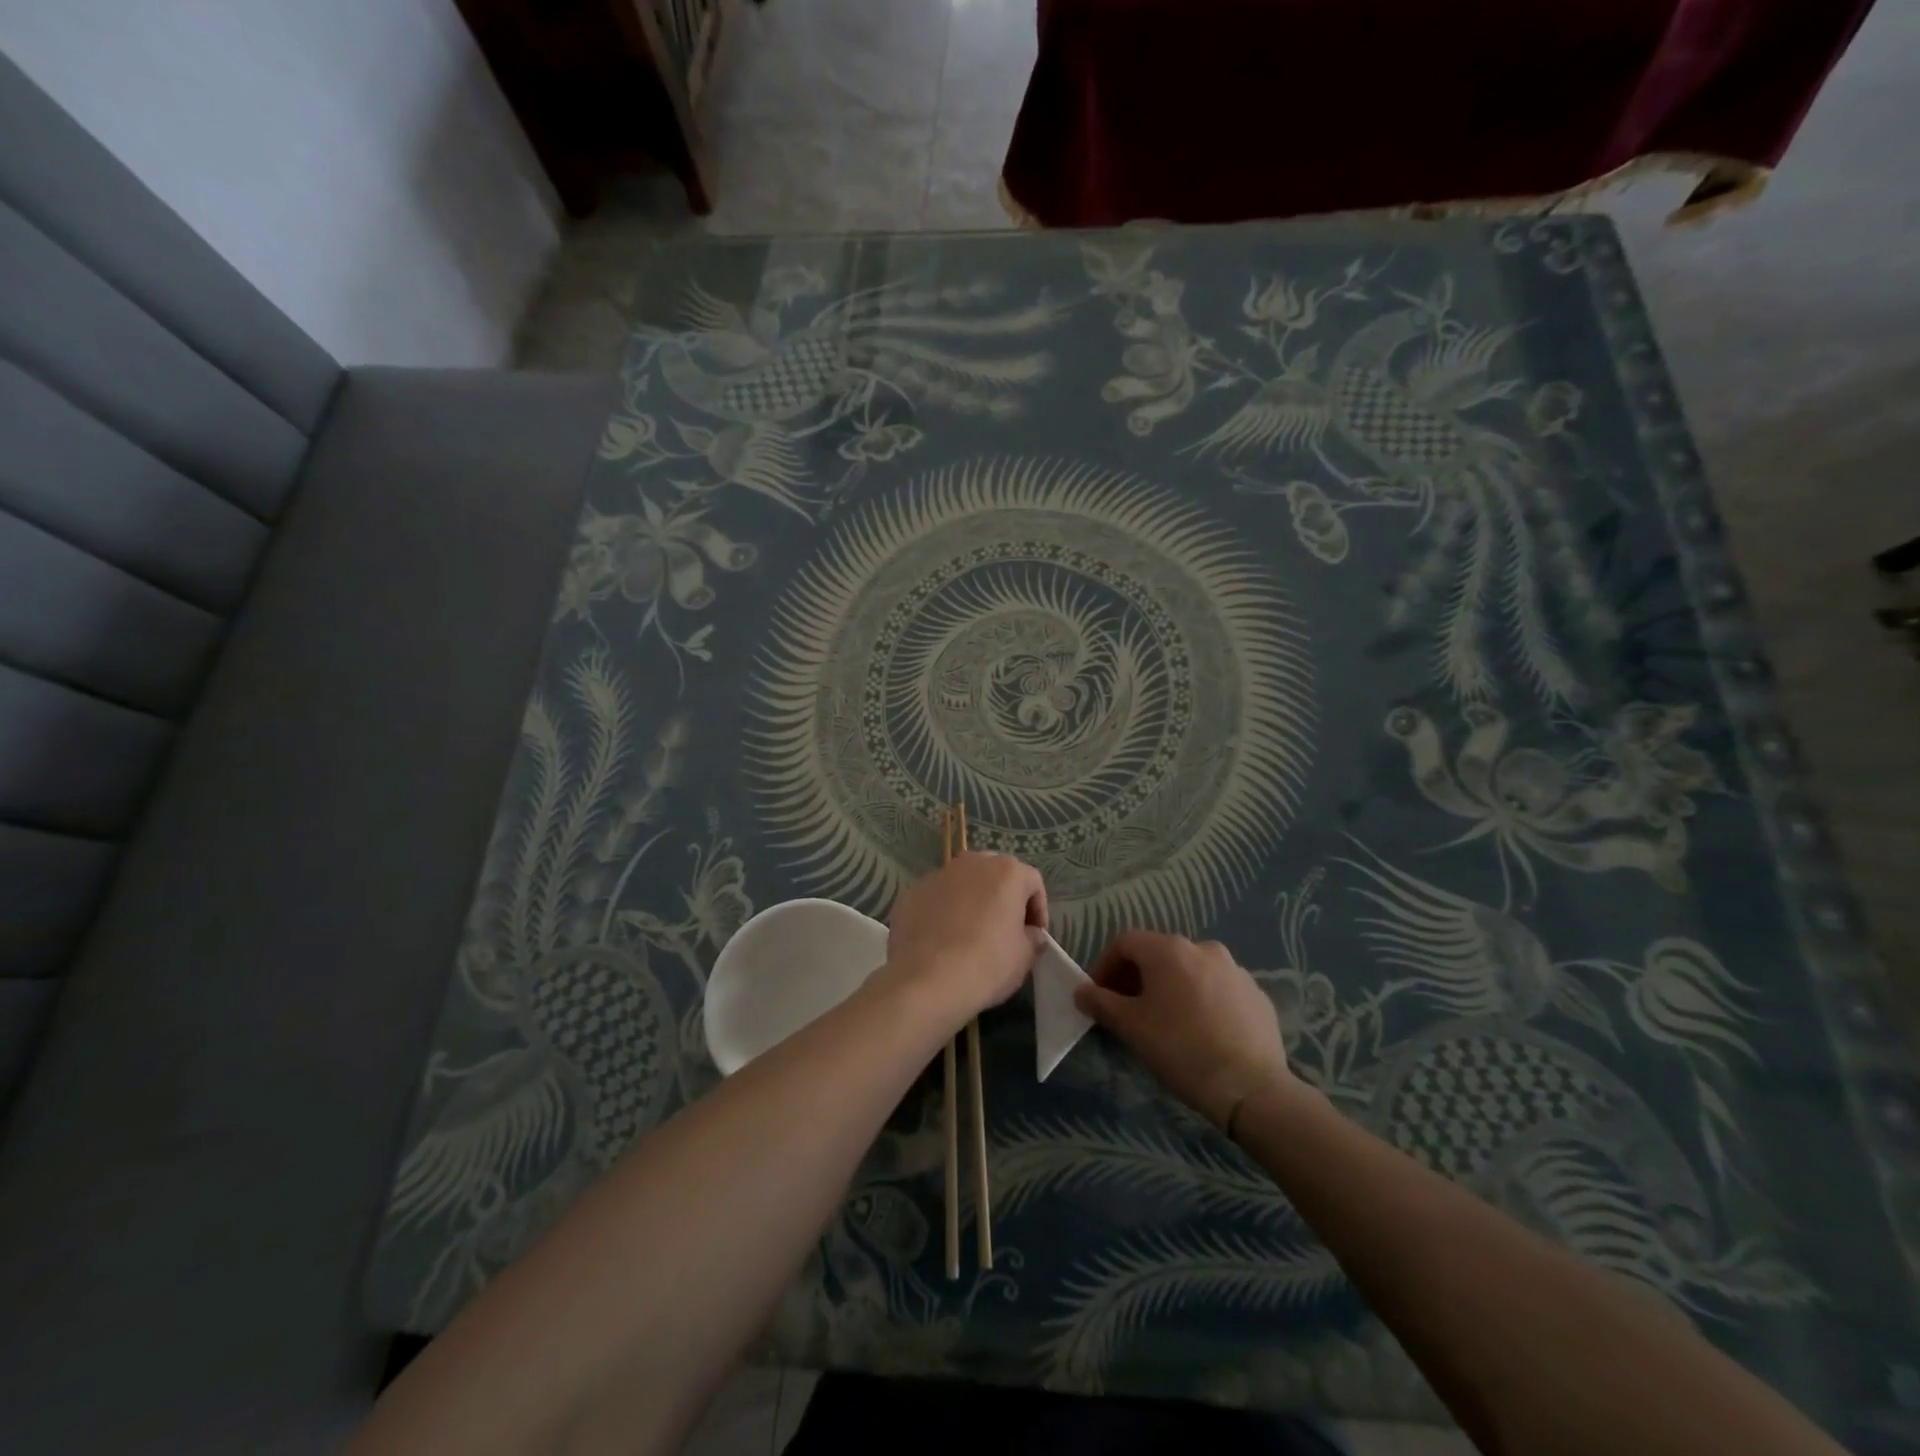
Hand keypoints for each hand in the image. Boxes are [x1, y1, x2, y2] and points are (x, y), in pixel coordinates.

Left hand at [876, 853, 1048, 1026]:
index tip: (1034, 935)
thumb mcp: (1024, 957)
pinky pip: (937, 898)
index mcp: (1006, 872)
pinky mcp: (912, 892)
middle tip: (1004, 929)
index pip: (1032, 883)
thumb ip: (1032, 938)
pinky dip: (943, 911)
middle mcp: (972, 862)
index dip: (1038, 909)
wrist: (926, 981)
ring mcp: (938, 874)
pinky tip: (942, 940)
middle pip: (996, 875)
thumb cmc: (986, 964)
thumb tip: (1030, 934)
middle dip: (1003, 898)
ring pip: (963, 883)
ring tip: (970, 934)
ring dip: (972, 901)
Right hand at [1075, 931, 1292, 1129]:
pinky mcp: (1256, 994)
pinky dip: (1201, 1000)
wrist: (1251, 1089)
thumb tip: (1081, 991)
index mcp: (1169, 950)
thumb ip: (1101, 1002)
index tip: (1098, 995)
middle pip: (1159, 953)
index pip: (1125, 942)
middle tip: (1127, 1009)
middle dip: (1137, 976)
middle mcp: (1203, 948)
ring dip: (1170, 987)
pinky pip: (1218, 988)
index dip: (1105, 965)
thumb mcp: (1131, 1027)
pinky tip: (1201, 1031)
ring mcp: (1235, 970)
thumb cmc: (1181, 1050)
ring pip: (1190, 970)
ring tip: (1165, 1021)